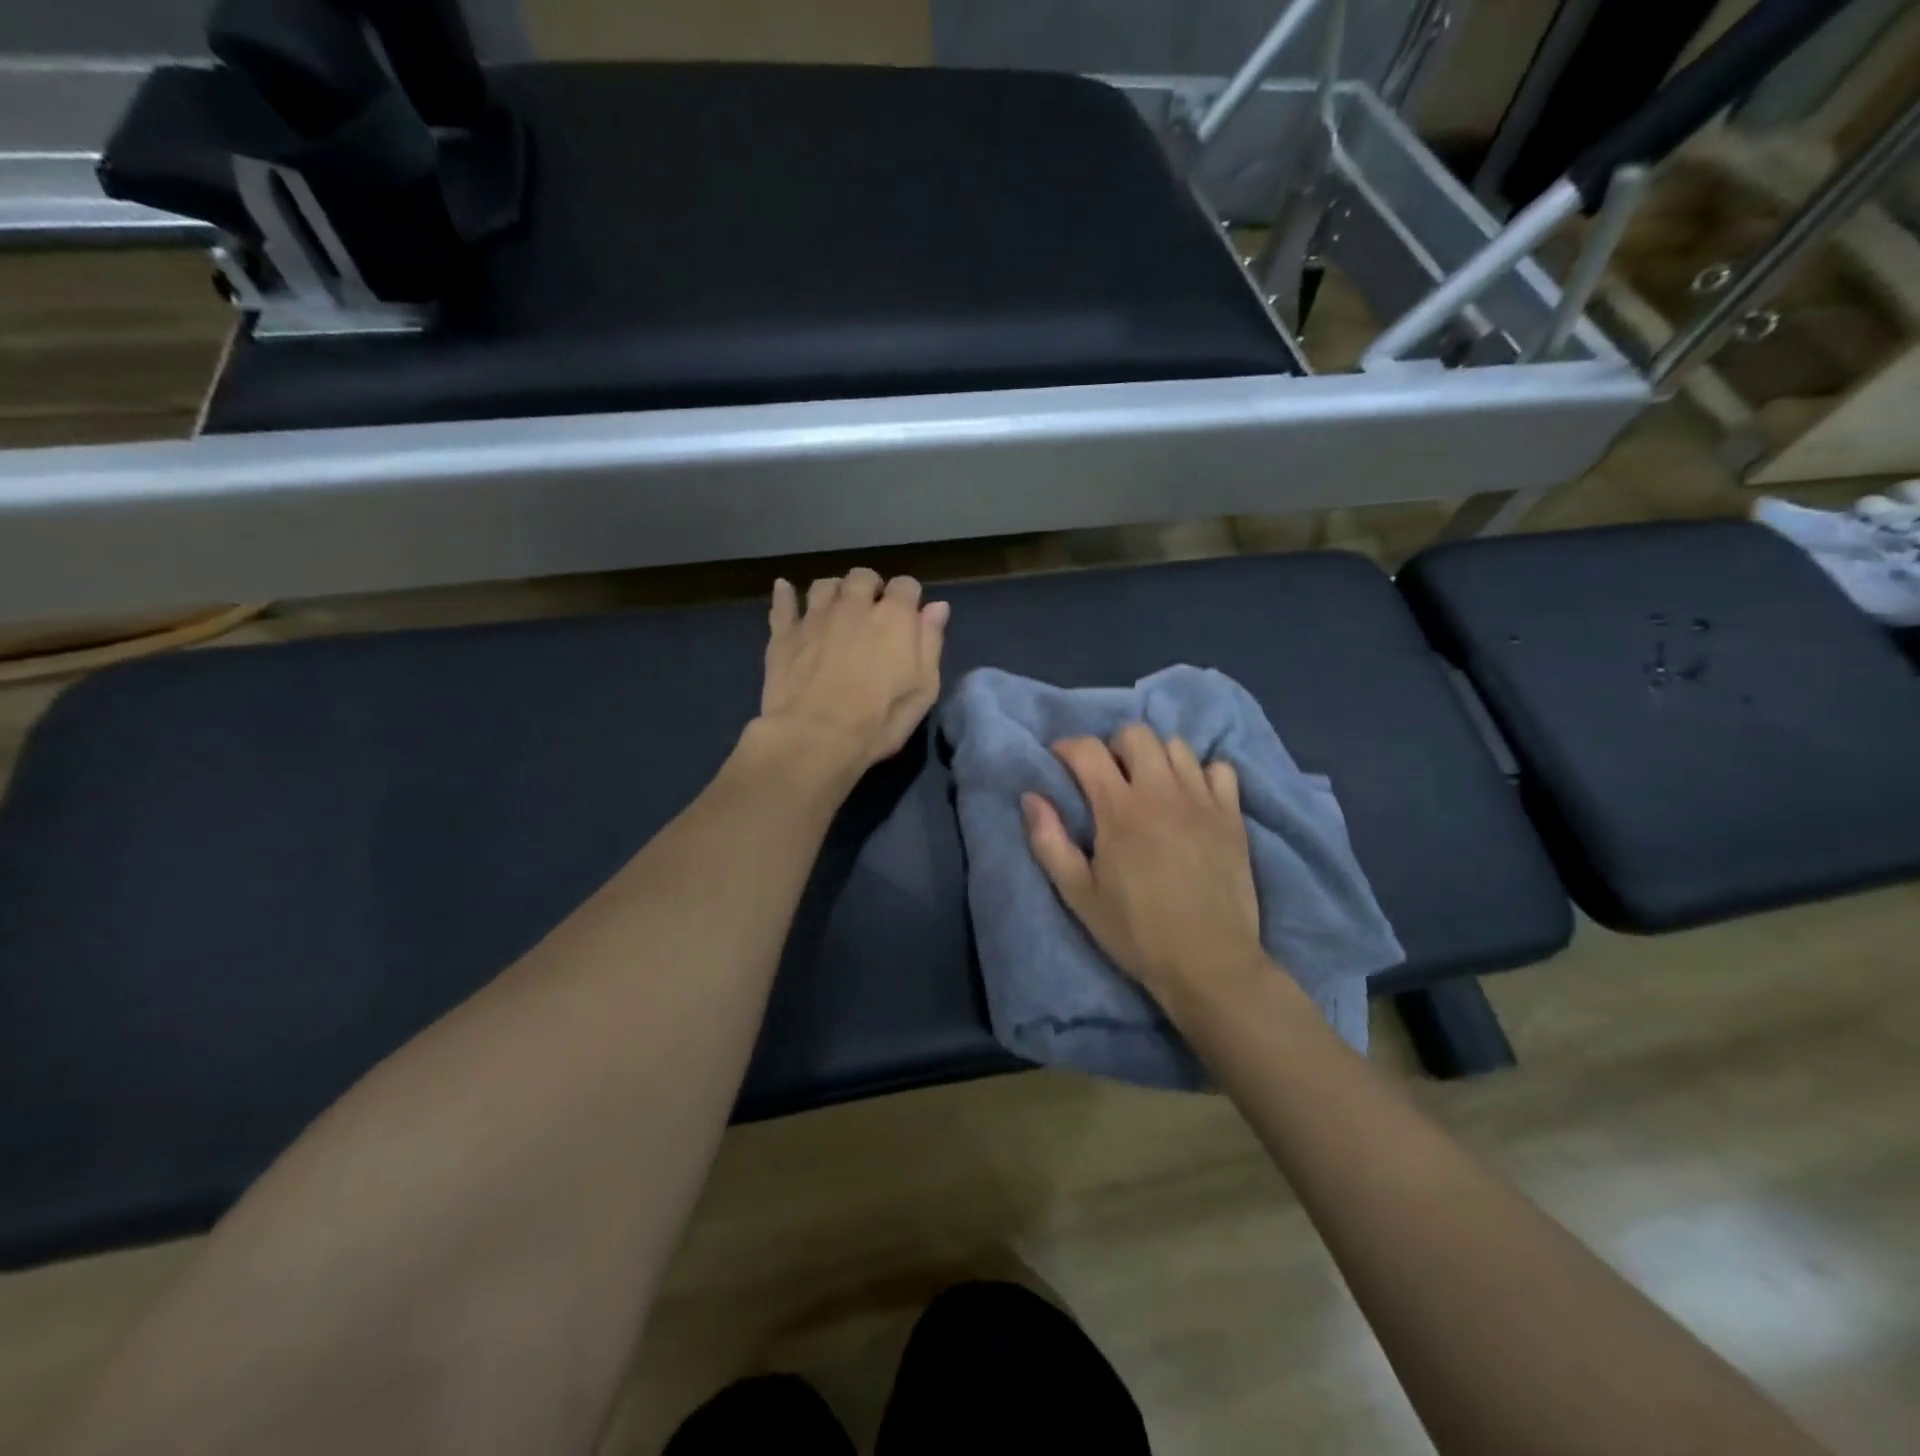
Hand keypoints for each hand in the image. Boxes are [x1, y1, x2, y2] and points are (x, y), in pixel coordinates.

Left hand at [752, 568, 948, 782]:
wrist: (814, 737)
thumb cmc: (878, 720)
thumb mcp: (923, 689)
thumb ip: (930, 643)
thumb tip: (937, 606)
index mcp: (894, 617)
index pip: (906, 585)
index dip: (908, 597)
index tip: (908, 615)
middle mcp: (854, 606)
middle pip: (863, 577)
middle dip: (870, 588)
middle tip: (871, 611)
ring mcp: (815, 617)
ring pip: (825, 585)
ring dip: (834, 591)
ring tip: (836, 608)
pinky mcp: (784, 634)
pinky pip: (783, 603)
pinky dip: (785, 594)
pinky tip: (784, 589)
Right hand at [1024, 725, 1263, 996]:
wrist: (1209, 963)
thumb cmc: (1136, 932)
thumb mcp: (1078, 894)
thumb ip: (1049, 841)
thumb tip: (1030, 797)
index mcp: (1120, 810)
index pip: (1088, 750)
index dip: (1067, 748)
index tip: (1060, 762)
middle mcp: (1162, 793)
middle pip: (1136, 733)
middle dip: (1113, 745)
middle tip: (1108, 777)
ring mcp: (1203, 800)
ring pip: (1177, 745)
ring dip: (1155, 757)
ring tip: (1149, 785)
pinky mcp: (1232, 815)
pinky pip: (1220, 768)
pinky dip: (1201, 774)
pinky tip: (1191, 798)